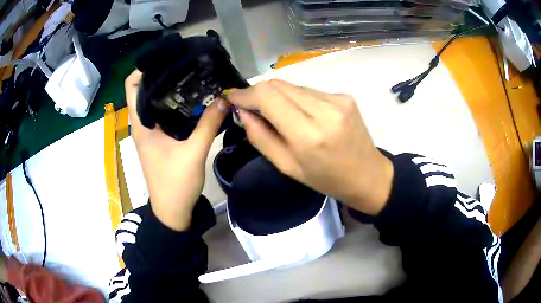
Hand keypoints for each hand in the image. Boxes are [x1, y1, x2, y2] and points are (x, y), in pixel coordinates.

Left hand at [125, 70, 227, 230]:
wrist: (172, 212)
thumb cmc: (175, 185)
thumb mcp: (193, 153)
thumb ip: (209, 125)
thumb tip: (225, 99)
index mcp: (141, 125)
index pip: (132, 87)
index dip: (143, 69)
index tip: (165, 58)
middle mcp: (142, 125)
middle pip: (145, 90)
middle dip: (162, 74)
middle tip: (185, 63)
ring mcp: (151, 132)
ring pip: (156, 102)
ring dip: (170, 88)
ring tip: (192, 75)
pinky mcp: (161, 139)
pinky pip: (165, 114)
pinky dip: (176, 103)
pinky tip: (194, 99)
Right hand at [228, 80, 393, 214]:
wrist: (367, 175)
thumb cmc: (325, 179)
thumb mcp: (287, 166)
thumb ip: (260, 137)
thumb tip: (242, 111)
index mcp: (308, 134)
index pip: (267, 96)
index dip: (245, 93)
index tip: (233, 97)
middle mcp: (324, 110)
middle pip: (278, 85)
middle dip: (259, 93)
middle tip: (251, 107)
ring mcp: (338, 99)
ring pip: (293, 86)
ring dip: (279, 96)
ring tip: (280, 115)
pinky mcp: (345, 96)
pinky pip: (310, 91)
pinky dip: (298, 99)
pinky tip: (303, 115)